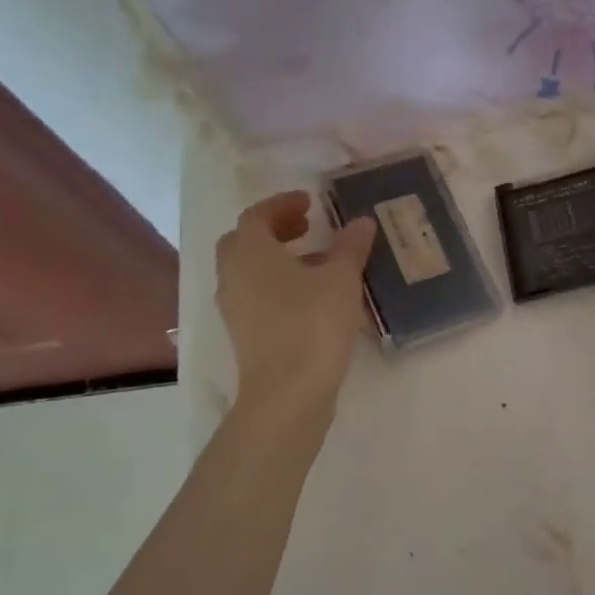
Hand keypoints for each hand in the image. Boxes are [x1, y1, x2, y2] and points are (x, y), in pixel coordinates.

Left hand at [215, 191, 376, 412]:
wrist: (287, 392)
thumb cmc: (312, 324)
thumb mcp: (341, 279)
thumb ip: (350, 247)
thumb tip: (361, 222)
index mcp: (250, 252)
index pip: (258, 215)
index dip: (283, 204)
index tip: (310, 202)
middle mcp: (233, 275)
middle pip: (245, 241)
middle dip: (274, 230)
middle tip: (307, 227)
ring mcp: (234, 307)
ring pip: (249, 270)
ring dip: (277, 258)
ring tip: (317, 262)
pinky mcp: (243, 333)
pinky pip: (256, 295)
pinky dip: (277, 284)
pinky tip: (310, 296)